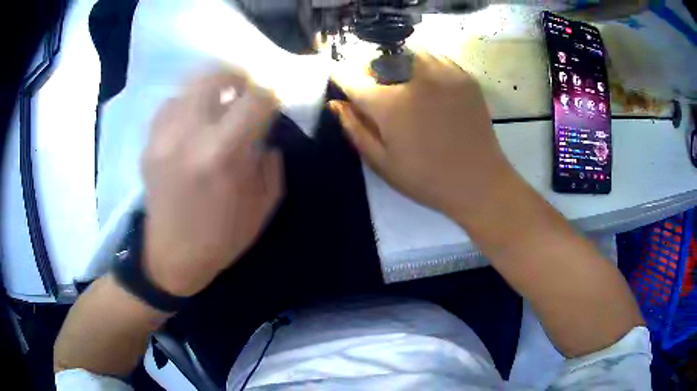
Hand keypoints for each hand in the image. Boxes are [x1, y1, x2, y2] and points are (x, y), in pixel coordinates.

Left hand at [141, 70, 282, 296]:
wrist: (172, 258)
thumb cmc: (222, 237)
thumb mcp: (264, 204)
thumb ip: (271, 160)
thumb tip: (266, 131)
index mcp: (223, 154)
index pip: (255, 99)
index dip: (271, 93)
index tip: (274, 99)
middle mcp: (189, 135)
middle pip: (214, 77)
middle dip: (237, 76)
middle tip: (246, 88)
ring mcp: (163, 138)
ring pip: (188, 87)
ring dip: (210, 91)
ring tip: (218, 106)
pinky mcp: (148, 145)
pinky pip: (169, 106)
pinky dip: (186, 105)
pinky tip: (192, 121)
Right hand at [330, 53, 514, 215]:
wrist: (479, 182)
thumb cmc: (427, 179)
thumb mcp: (382, 163)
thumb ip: (355, 129)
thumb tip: (335, 103)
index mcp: (391, 104)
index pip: (352, 77)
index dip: (341, 76)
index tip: (340, 80)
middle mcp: (415, 80)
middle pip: (380, 59)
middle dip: (370, 71)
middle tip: (376, 90)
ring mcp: (444, 74)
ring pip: (409, 54)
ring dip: (398, 64)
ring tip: (402, 84)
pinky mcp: (464, 77)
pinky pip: (435, 58)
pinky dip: (424, 64)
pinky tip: (427, 84)